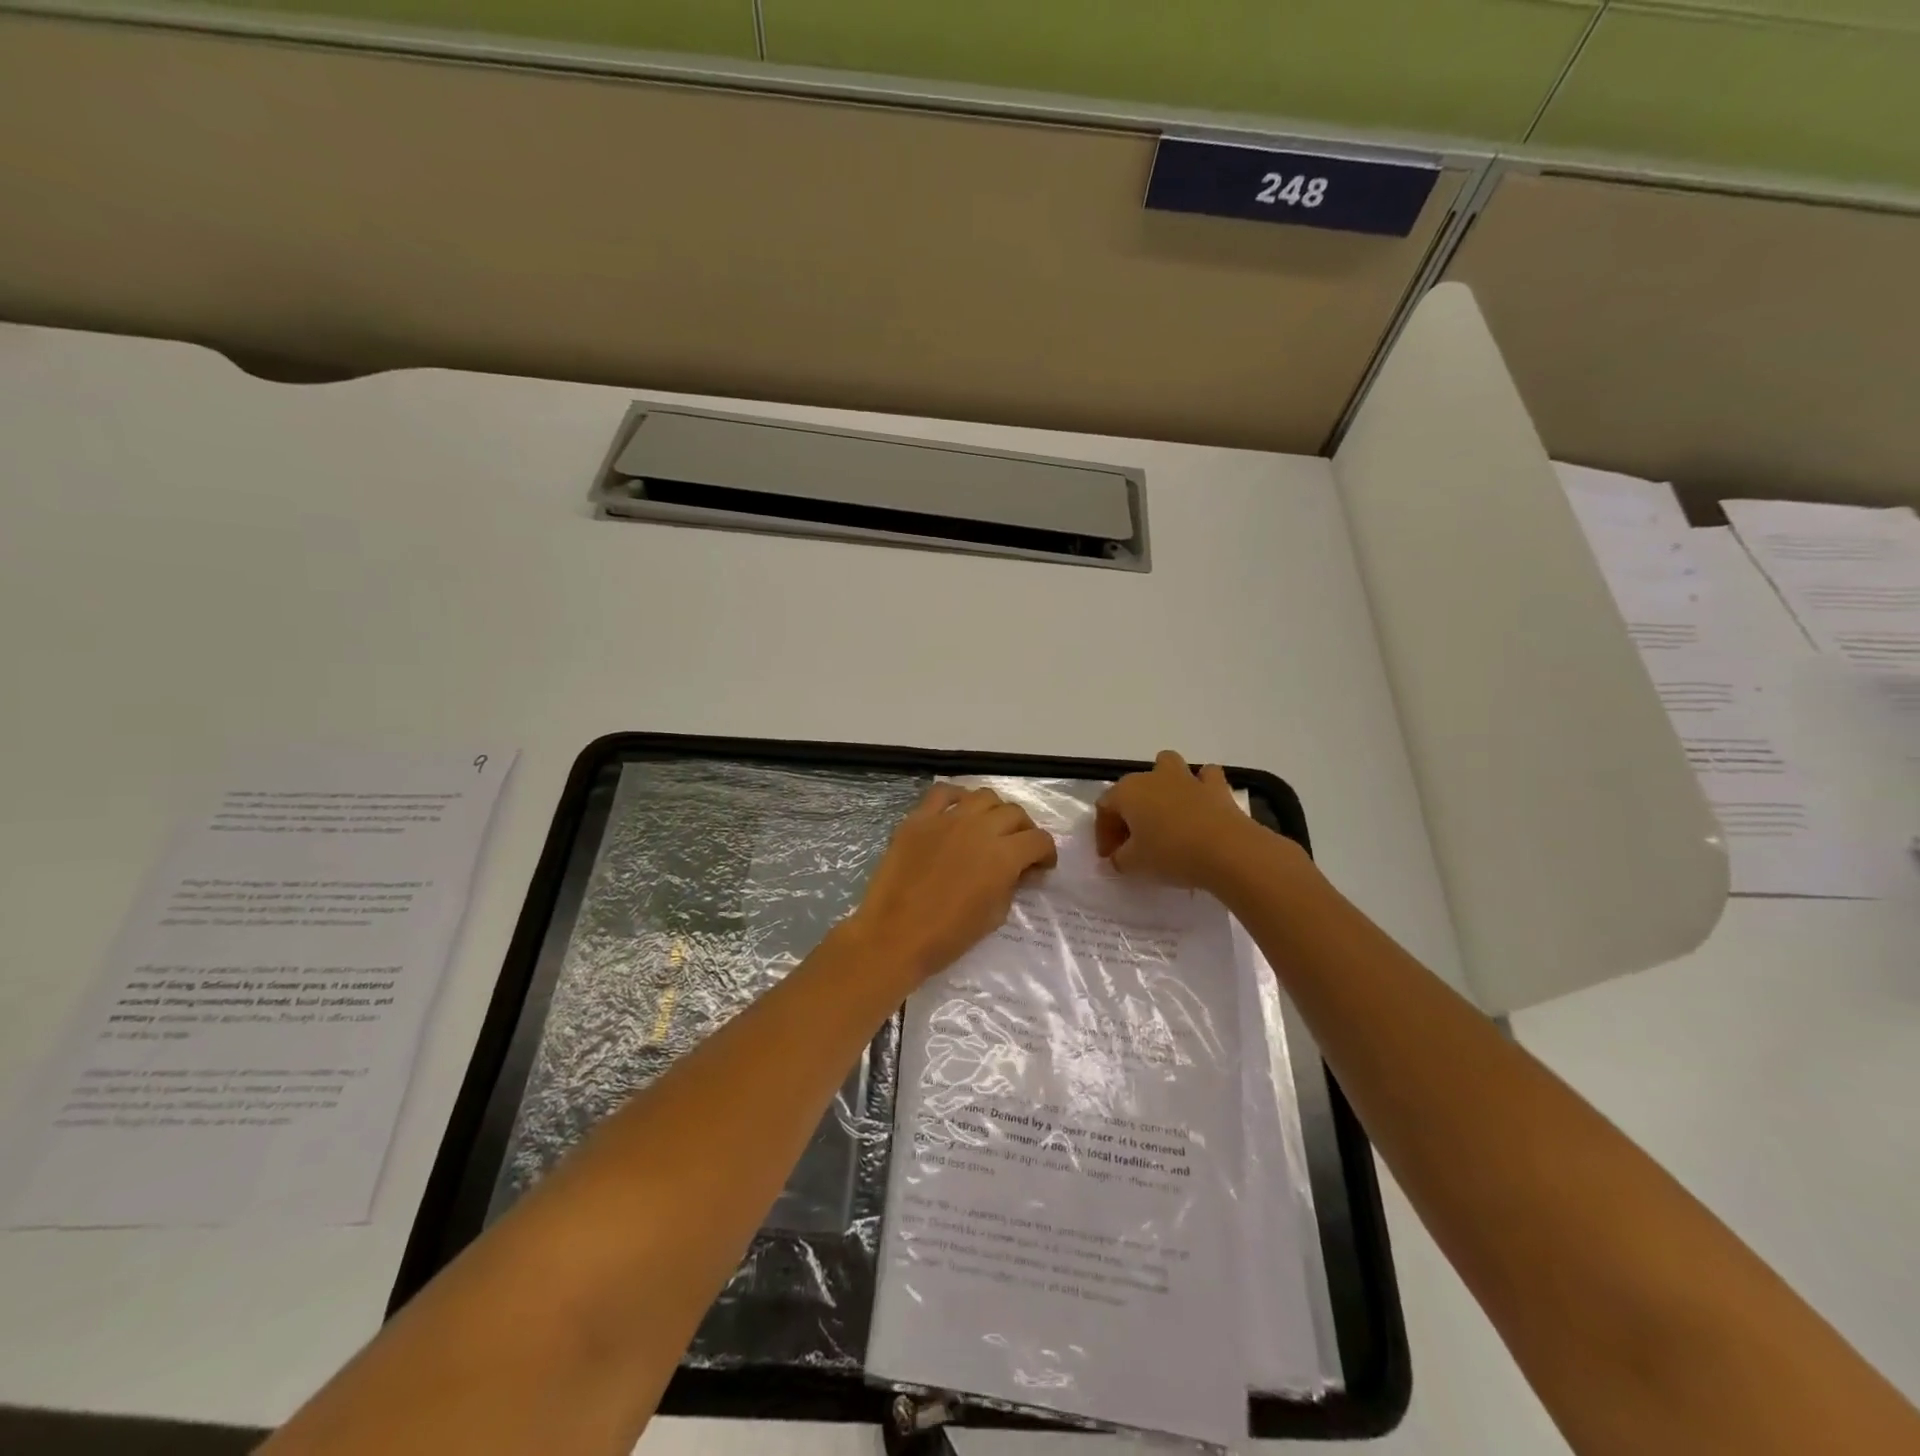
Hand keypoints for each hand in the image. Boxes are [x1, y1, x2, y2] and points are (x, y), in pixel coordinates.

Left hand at [850, 784, 1058, 981]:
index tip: (1041, 866)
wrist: (893, 936)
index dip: (1046, 853)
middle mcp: (980, 828)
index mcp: (1003, 856)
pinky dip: (956, 797)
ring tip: (989, 827)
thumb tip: (1018, 871)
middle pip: (1014, 813)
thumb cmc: (948, 936)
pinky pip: (942, 792)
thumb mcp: (994, 916)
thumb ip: (1011, 885)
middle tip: (1018, 848)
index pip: (1039, 840)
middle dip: (1023, 830)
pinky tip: (958, 812)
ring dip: (994, 810)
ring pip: (984, 796)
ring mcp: (947, 819)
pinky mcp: (918, 818)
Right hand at [1095, 750, 1255, 888]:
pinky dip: (1202, 786)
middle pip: (1132, 788)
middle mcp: (1153, 777)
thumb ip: (1119, 859)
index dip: (1103, 834)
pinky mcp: (1216, 786)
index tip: (1110, 858)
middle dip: (1128, 812)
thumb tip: (1119, 857)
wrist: (1228, 851)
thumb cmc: (1171, 854)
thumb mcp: (1134, 864)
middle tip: (1133, 842)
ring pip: (1167, 765)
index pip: (1104, 808)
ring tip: (1165, 810)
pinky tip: (1201, 804)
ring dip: (1163, 782)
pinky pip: (1205, 777)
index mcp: (1127, 792)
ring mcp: (1186, 778)